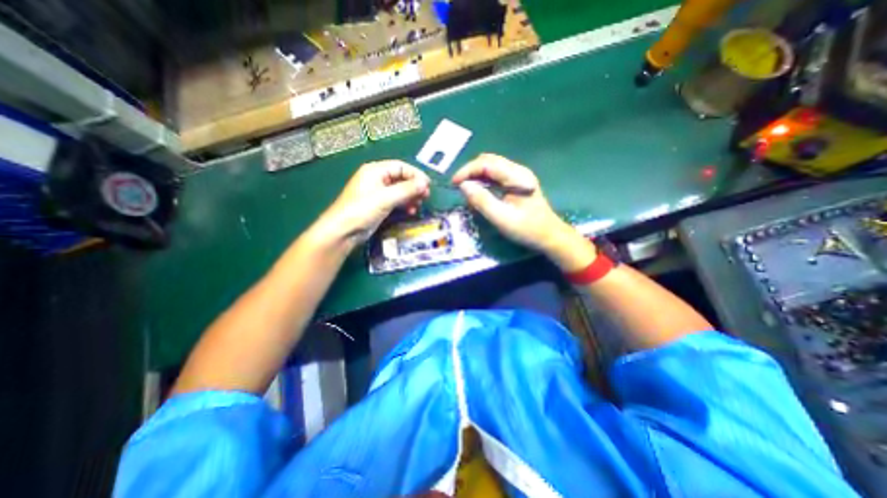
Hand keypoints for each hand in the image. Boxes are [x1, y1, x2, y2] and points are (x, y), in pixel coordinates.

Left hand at [317, 160, 431, 242]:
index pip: (401, 167)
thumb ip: (406, 190)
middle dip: (414, 186)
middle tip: (426, 196)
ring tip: (419, 204)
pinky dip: (405, 204)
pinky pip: (396, 200)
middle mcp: (377, 179)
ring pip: (400, 190)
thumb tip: (424, 183)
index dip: (416, 174)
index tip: (428, 185)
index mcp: (375, 170)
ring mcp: (378, 193)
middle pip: (401, 178)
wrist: (344, 231)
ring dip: (411, 196)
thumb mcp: (385, 198)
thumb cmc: (362, 210)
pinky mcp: (379, 205)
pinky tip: (411, 211)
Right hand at [452, 155, 593, 272]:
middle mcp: (518, 170)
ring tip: (466, 190)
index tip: (454, 183)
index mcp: (517, 176)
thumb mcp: (502, 218)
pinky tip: (478, 193)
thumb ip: (482, 201)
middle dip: (470, 171)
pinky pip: (495, 176)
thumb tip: (463, 186)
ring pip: (491, 167)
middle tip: (458, 187)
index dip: (467, 170)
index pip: (487, 163)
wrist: (549, 236)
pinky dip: (483, 181)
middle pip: (488, 161)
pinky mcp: (516, 183)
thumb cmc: (527, 229)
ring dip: (476, 176)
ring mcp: (518, 176)